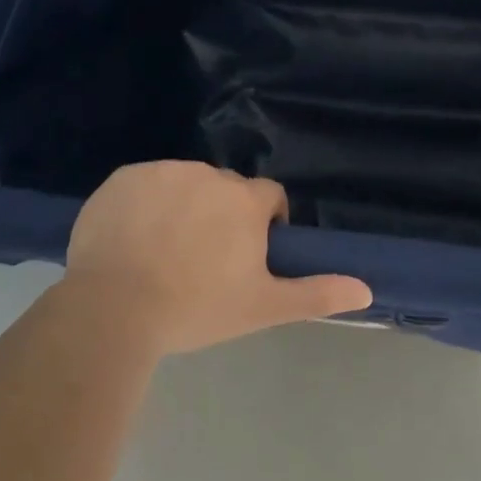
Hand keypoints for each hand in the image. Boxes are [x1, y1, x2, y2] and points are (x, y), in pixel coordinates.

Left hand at [58, 161, 372, 356]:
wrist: (113, 309)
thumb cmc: (196, 307)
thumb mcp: (262, 307)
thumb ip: (316, 293)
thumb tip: (367, 290)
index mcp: (244, 200)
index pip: (269, 198)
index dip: (264, 225)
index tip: (245, 257)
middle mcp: (208, 174)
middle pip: (225, 190)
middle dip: (222, 216)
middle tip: (202, 261)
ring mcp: (162, 171)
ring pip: (184, 184)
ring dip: (183, 207)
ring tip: (163, 252)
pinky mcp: (123, 177)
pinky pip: (144, 184)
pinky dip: (144, 204)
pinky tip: (131, 240)